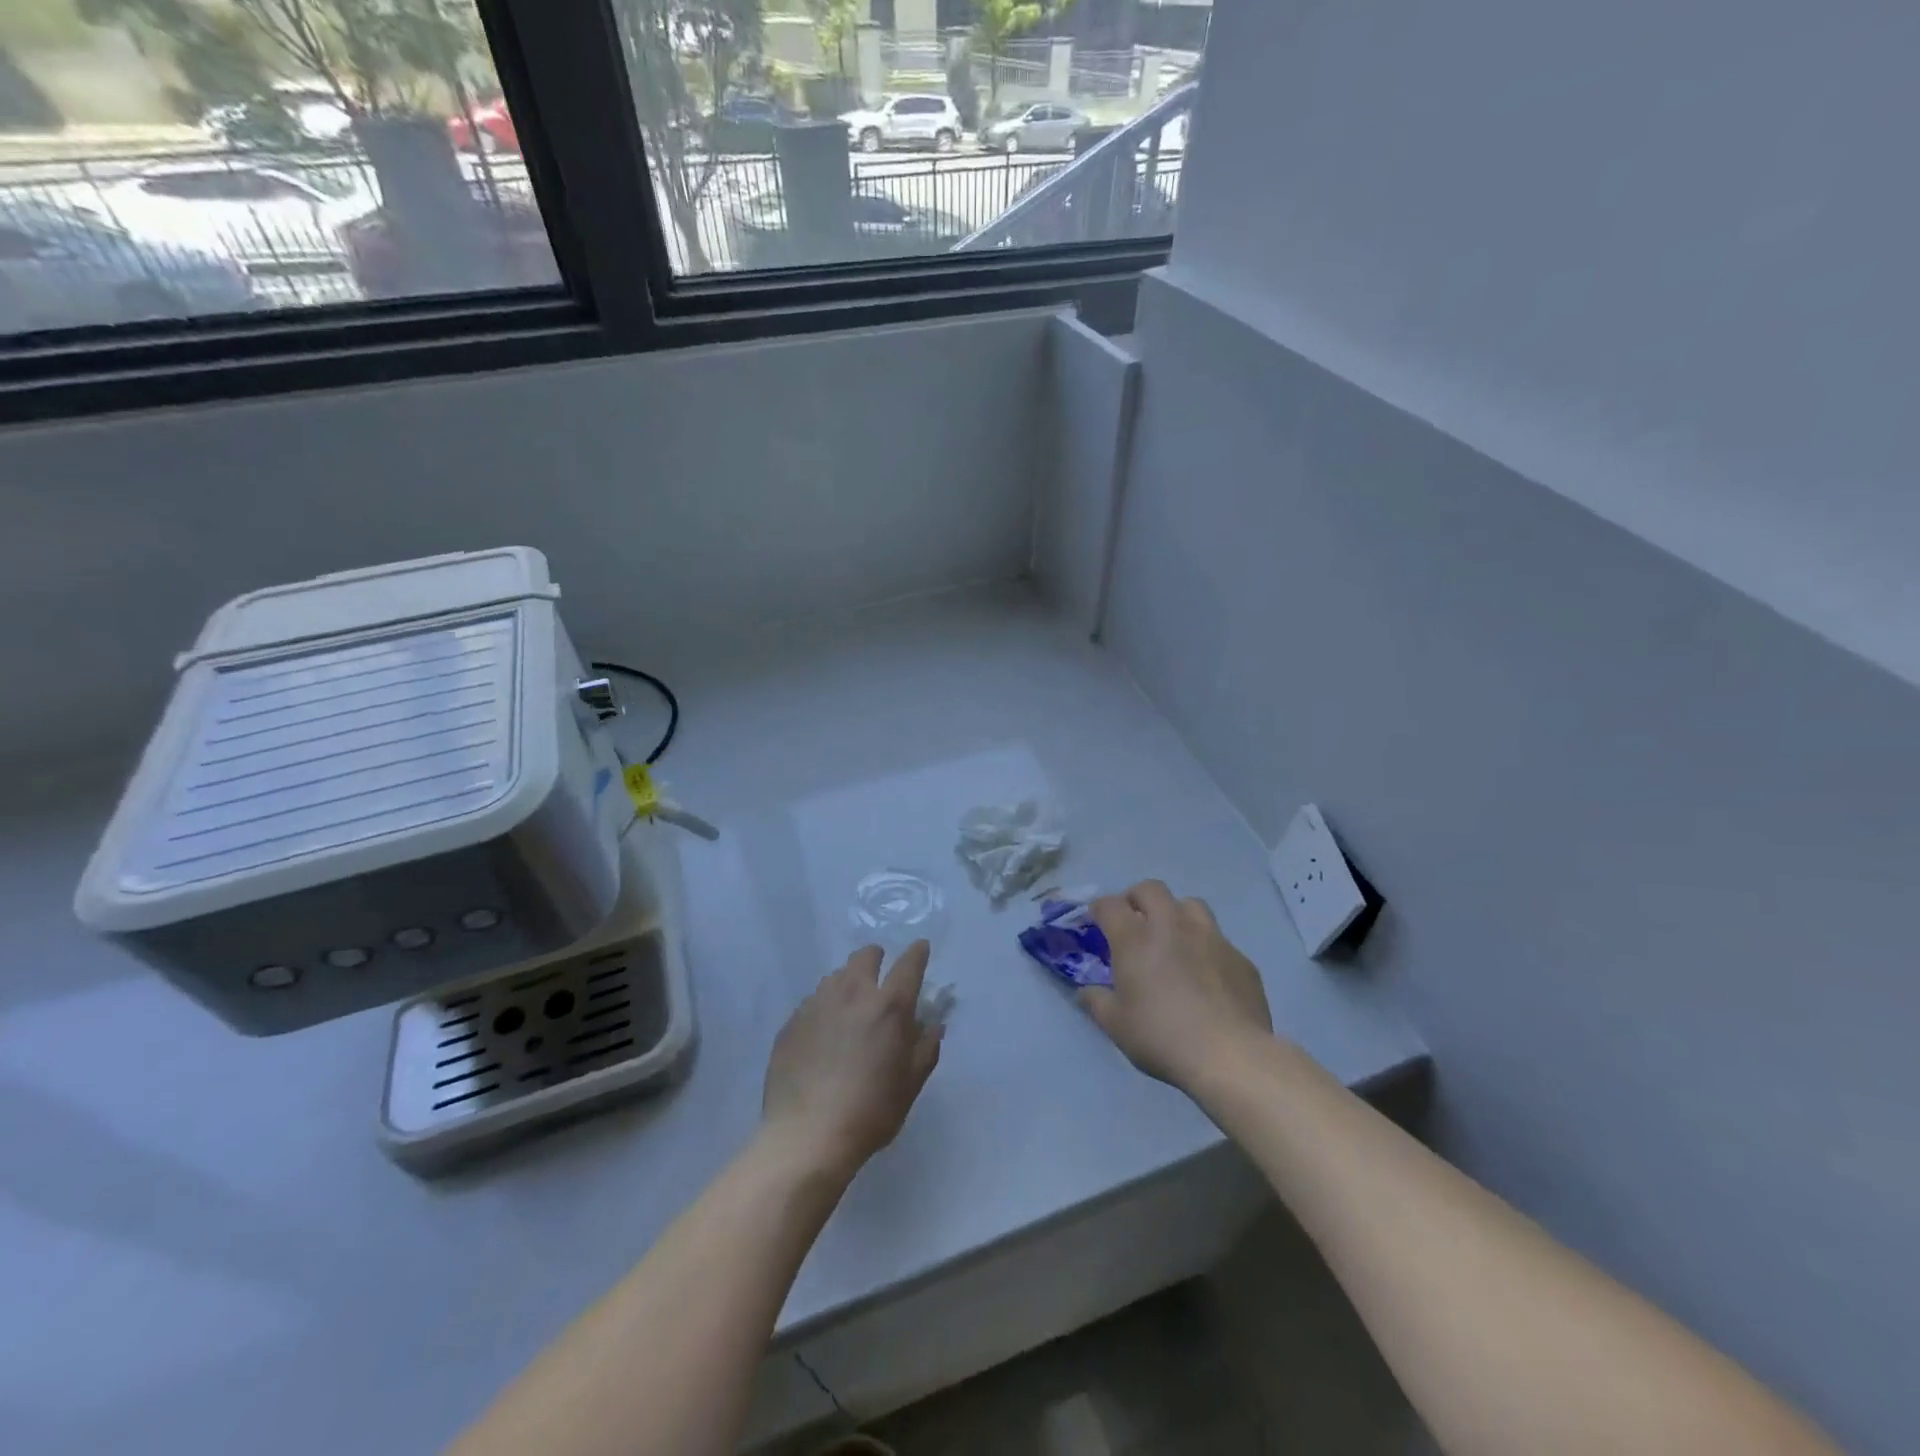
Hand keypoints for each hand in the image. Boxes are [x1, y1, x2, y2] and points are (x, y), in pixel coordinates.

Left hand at [762, 941, 943, 1178]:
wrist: (806, 1136)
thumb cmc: (870, 1111)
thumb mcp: (911, 1084)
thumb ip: (926, 1048)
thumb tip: (933, 1025)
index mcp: (889, 1006)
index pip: (909, 964)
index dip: (917, 953)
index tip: (920, 948)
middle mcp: (853, 993)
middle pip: (865, 956)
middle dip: (876, 959)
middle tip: (879, 978)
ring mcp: (817, 1004)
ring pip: (836, 976)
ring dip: (849, 982)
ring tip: (850, 1007)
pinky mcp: (792, 1021)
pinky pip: (813, 1002)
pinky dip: (824, 1008)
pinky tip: (823, 1034)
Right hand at [1079, 880, 1273, 1089]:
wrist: (1230, 1056)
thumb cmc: (1162, 1036)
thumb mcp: (1116, 1025)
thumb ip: (1096, 1002)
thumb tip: (1086, 992)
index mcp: (1135, 938)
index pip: (1110, 905)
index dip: (1100, 909)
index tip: (1097, 920)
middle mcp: (1172, 926)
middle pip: (1151, 889)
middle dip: (1137, 898)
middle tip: (1133, 921)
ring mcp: (1211, 938)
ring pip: (1190, 905)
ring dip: (1175, 914)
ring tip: (1173, 939)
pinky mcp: (1240, 958)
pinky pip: (1219, 940)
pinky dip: (1205, 948)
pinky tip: (1207, 975)